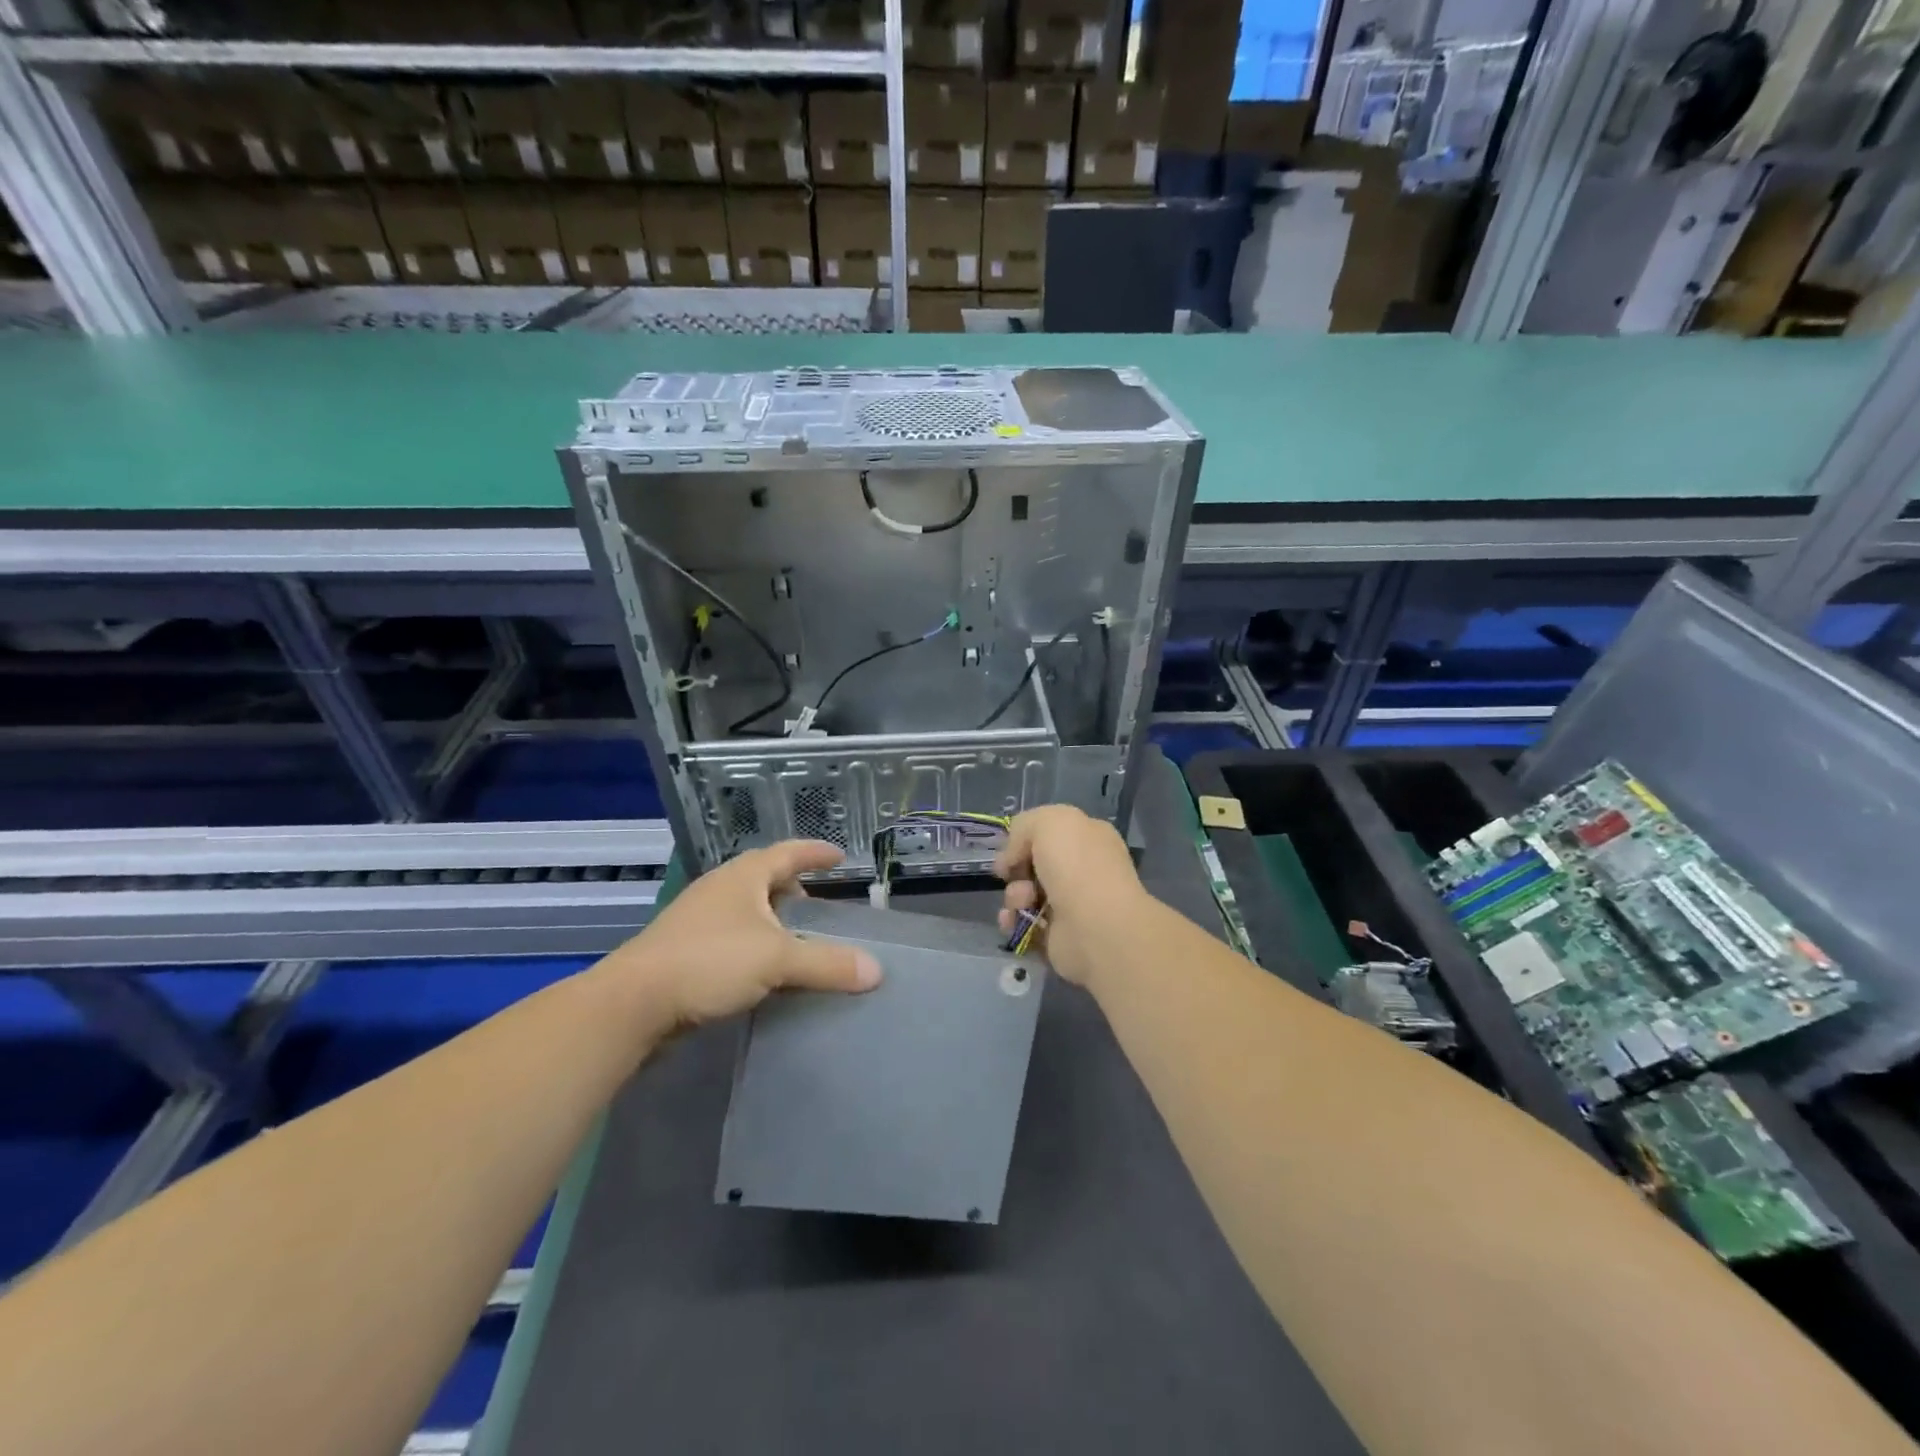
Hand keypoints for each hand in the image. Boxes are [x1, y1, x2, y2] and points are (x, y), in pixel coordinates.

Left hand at [603, 840, 880, 1038]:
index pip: (788, 853)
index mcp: (743, 877)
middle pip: (764, 879)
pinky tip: (763, 971)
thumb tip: (875, 971)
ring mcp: (697, 920)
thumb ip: (827, 963)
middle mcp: (719, 890)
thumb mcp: (777, 959)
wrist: (632, 1003)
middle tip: (818, 903)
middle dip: (792, 887)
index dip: (815, 853)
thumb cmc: (709, 962)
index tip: (839, 857)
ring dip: (772, 920)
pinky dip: (754, 946)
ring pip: (746, 911)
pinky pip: (731, 939)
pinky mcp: (684, 952)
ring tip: (795, 939)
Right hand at [993, 805, 1147, 988]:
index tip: (1010, 849)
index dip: (1026, 838)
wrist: (1094, 924)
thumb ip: (1024, 827)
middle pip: (1034, 864)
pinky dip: (1013, 920)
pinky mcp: (1058, 935)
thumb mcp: (1048, 822)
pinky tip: (1012, 920)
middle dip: (1017, 869)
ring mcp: (1072, 904)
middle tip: (1012, 875)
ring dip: (1014, 895)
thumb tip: (1012, 858)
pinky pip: (1024, 922)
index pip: (1051, 833)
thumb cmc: (1076, 865)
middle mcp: (1083, 869)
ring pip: (1025, 893)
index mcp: (1089, 838)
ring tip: (1022, 901)